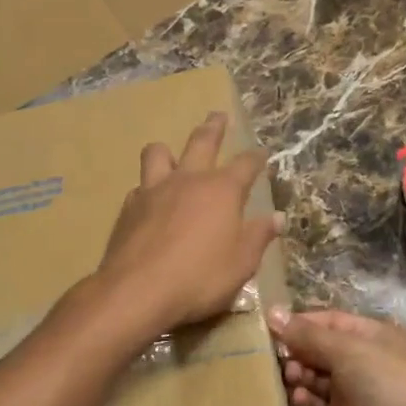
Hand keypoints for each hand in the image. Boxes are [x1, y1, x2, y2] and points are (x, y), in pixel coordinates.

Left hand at [97, 112, 282, 332]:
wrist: (138, 290)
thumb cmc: (200, 277)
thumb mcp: (241, 263)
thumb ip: (259, 237)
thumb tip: (276, 218)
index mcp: (222, 190)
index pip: (246, 164)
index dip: (256, 158)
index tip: (262, 153)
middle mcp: (189, 180)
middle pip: (202, 141)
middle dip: (213, 127)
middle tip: (218, 115)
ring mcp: (154, 189)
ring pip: (158, 153)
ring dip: (168, 151)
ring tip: (171, 155)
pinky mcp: (129, 207)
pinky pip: (140, 186)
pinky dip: (149, 189)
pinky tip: (150, 201)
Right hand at [268, 307, 405, 405]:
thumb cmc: (384, 379)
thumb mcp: (347, 349)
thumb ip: (307, 335)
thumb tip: (272, 313)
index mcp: (365, 335)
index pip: (326, 322)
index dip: (299, 323)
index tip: (270, 327)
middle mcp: (356, 360)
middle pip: (315, 349)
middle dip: (296, 351)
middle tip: (280, 359)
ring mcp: (347, 391)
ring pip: (311, 377)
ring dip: (297, 375)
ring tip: (292, 377)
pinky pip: (312, 404)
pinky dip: (303, 400)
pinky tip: (299, 399)